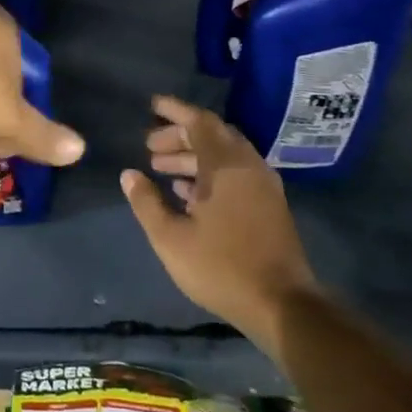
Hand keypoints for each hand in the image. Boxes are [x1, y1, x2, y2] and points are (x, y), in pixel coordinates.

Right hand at [120, 95, 318, 358]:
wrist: (281, 305)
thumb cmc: (221, 267)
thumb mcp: (170, 237)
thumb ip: (146, 202)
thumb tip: (129, 174)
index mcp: (226, 167)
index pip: (199, 123)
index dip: (174, 111)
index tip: (150, 105)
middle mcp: (249, 168)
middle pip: (213, 135)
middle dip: (179, 135)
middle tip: (148, 145)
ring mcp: (263, 187)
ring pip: (224, 156)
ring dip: (192, 156)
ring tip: (160, 168)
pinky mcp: (268, 206)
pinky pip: (235, 174)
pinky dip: (209, 173)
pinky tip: (186, 193)